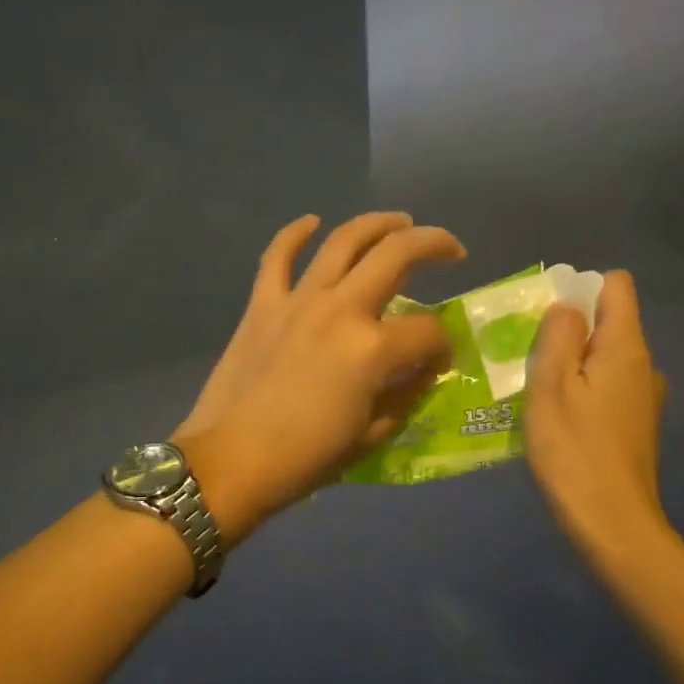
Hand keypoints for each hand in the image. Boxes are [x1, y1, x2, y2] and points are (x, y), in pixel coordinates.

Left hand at [175, 212, 465, 539]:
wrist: (231, 461)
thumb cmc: (306, 458)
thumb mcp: (372, 435)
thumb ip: (406, 394)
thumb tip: (423, 368)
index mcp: (372, 348)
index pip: (428, 332)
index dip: (444, 345)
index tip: (440, 359)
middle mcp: (340, 309)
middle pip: (397, 256)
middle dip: (434, 246)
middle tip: (452, 250)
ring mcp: (298, 300)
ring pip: (344, 240)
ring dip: (378, 224)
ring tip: (400, 222)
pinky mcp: (262, 304)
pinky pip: (277, 256)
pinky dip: (294, 234)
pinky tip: (312, 222)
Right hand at [523, 271, 673, 566]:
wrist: (612, 524)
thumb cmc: (574, 450)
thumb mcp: (552, 385)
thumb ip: (559, 336)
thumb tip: (566, 305)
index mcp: (625, 347)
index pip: (616, 285)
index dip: (580, 288)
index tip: (546, 318)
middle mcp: (643, 365)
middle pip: (608, 322)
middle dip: (568, 328)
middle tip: (528, 356)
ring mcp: (643, 397)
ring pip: (603, 357)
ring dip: (571, 362)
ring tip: (536, 389)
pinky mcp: (635, 425)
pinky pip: (605, 386)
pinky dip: (581, 390)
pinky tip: (556, 418)